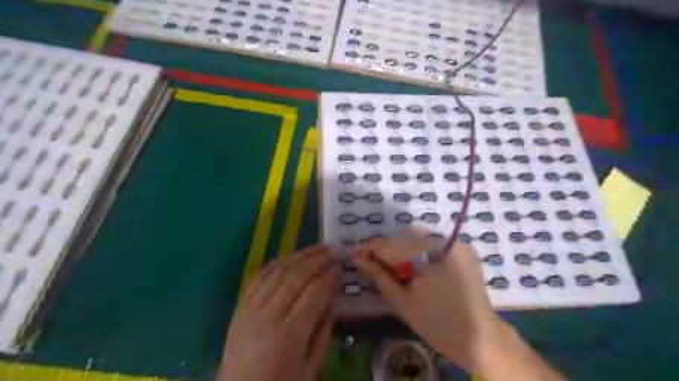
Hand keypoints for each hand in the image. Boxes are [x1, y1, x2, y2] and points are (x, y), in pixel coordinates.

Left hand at [220, 244, 339, 380]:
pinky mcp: (240, 307)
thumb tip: (333, 299)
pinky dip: (277, 263)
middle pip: (296, 276)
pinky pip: (259, 276)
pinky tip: (291, 257)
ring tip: (318, 248)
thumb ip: (323, 332)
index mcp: (288, 336)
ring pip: (277, 271)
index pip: (314, 293)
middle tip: (334, 250)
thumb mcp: (310, 369)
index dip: (329, 276)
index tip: (340, 265)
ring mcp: (250, 309)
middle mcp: (267, 317)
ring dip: (300, 255)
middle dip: (318, 259)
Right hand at [353, 238, 505, 374]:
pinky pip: (433, 247)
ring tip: (390, 267)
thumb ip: (380, 277)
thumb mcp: (403, 302)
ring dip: (402, 253)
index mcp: (432, 256)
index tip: (357, 252)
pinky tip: (412, 269)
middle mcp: (446, 243)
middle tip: (372, 263)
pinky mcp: (464, 251)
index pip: (395, 244)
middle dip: (387, 252)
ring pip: (419, 243)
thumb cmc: (438, 324)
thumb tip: (358, 260)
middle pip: (406, 241)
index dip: (373, 248)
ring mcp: (458, 245)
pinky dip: (419, 255)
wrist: (480, 338)